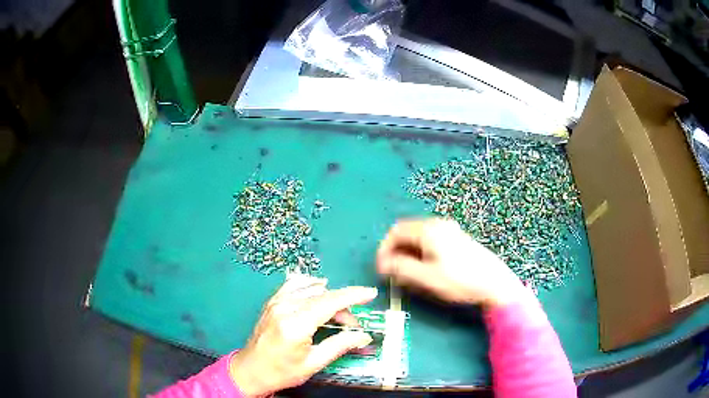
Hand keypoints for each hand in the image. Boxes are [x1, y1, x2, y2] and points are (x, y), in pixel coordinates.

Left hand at [229, 275, 377, 396]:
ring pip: (310, 287)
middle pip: (322, 295)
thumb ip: (340, 345)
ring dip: (328, 297)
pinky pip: (294, 284)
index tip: (370, 293)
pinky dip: (310, 285)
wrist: (251, 370)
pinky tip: (318, 290)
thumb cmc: (282, 371)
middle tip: (352, 325)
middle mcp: (285, 307)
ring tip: (336, 315)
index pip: (330, 302)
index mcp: (295, 325)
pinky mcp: (272, 302)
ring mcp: (276, 302)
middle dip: (343, 305)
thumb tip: (364, 336)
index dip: (353, 295)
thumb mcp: (313, 363)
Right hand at [376, 218, 529, 308]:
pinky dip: (420, 252)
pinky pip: (430, 240)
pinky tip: (425, 268)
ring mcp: (449, 230)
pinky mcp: (457, 238)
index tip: (381, 269)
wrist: (495, 282)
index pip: (395, 232)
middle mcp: (438, 224)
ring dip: (407, 252)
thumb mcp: (427, 278)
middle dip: (395, 251)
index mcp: (429, 230)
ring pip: (418, 237)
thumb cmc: (460, 280)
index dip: (384, 249)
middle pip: (407, 232)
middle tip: (392, 273)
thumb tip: (383, 264)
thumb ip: (401, 269)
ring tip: (407, 273)